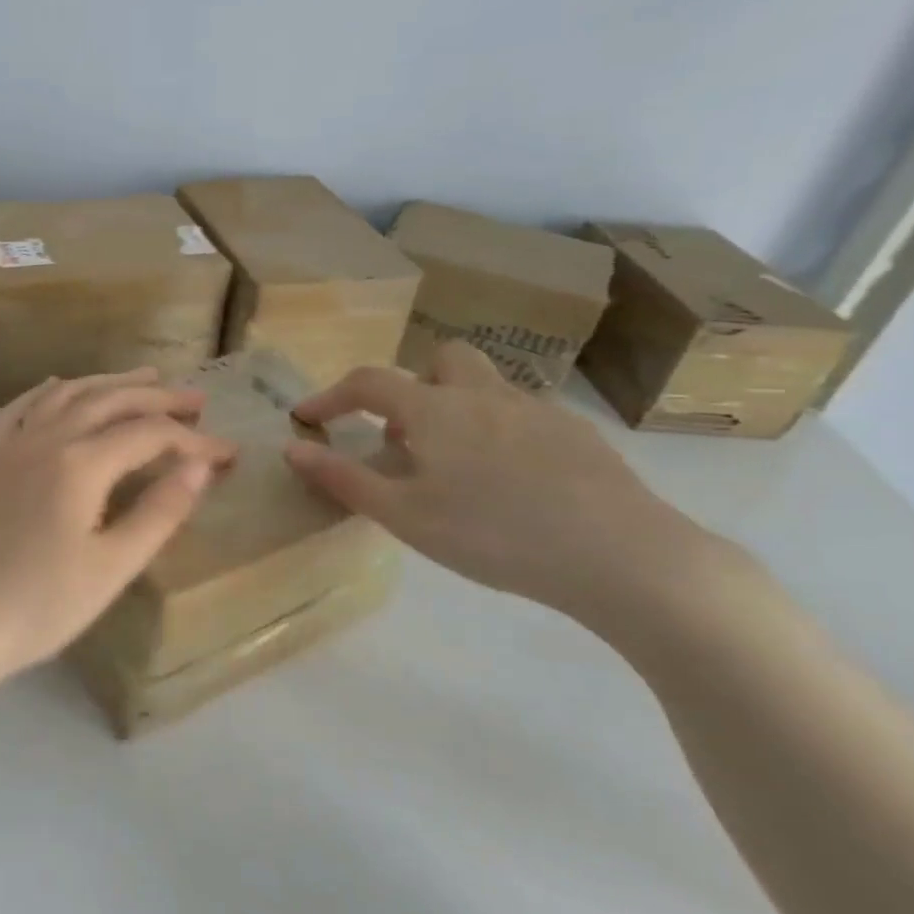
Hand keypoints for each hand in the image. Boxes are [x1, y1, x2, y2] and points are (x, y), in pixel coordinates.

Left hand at [0, 368, 236, 755]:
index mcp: (81, 464)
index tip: (228, 454)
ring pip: (67, 395)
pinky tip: (58, 386)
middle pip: (110, 401)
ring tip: (143, 377)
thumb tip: (200, 468)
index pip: (149, 435)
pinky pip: (20, 410)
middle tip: (196, 401)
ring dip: (109, 382)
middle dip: (157, 397)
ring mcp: (14, 447)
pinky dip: (46, 392)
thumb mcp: (113, 567)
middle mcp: (47, 440)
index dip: (194, 442)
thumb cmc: (41, 605)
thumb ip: (160, 513)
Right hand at [284, 341, 751, 640]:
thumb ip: (344, 478)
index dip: (331, 394)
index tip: (308, 416)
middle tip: (407, 435)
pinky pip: (524, 415)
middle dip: (415, 384)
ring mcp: (536, 410)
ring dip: (460, 407)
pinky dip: (502, 432)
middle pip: (441, 358)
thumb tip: (292, 447)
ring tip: (458, 465)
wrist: (621, 555)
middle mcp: (483, 394)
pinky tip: (514, 484)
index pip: (368, 382)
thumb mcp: (405, 516)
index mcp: (435, 409)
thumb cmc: (493, 534)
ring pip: (487, 386)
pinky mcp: (578, 434)